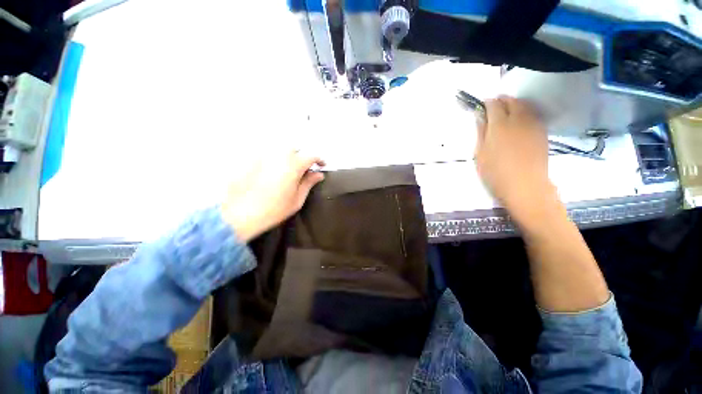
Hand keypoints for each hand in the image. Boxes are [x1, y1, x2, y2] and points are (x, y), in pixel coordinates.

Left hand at [221, 151, 324, 241]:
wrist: (240, 215)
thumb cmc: (274, 210)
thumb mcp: (297, 199)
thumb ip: (309, 183)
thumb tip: (318, 174)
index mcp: (294, 165)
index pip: (311, 156)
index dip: (319, 160)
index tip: (321, 165)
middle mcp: (279, 155)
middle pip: (295, 149)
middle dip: (301, 157)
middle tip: (303, 169)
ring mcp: (263, 155)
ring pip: (280, 149)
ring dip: (287, 156)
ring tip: (286, 170)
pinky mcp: (250, 158)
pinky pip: (265, 153)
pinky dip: (272, 158)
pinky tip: (270, 170)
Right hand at [474, 96, 555, 218]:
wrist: (525, 185)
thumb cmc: (495, 172)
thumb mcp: (480, 153)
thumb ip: (480, 132)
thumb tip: (480, 116)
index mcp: (499, 125)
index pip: (494, 104)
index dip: (487, 103)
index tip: (482, 106)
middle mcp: (518, 119)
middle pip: (512, 101)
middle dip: (502, 100)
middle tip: (494, 107)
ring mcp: (533, 125)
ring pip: (524, 105)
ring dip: (514, 104)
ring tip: (507, 112)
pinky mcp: (542, 132)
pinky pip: (533, 115)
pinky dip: (525, 112)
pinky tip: (519, 122)